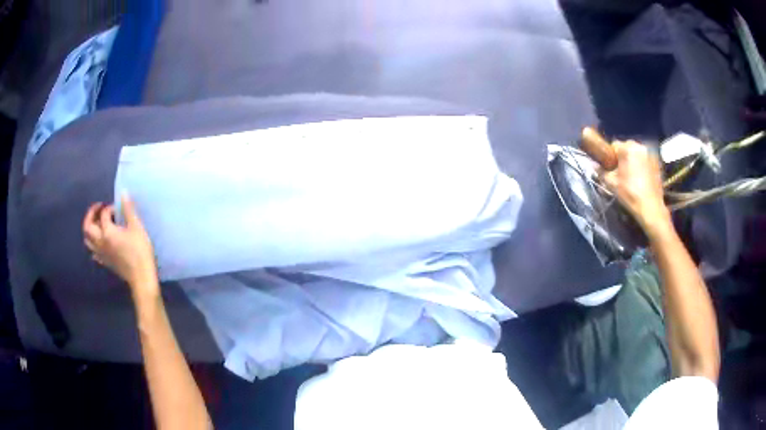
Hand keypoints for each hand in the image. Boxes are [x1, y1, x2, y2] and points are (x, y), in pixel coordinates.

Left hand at [83, 195, 157, 297]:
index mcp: (107, 232)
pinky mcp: (104, 262)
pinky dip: (93, 244)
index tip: (119, 208)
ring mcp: (101, 254)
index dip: (110, 208)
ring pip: (87, 240)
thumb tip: (123, 192)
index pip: (103, 214)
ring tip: (97, 224)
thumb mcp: (137, 227)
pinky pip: (93, 252)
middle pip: (88, 226)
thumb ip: (128, 210)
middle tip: (99, 208)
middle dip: (91, 214)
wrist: (141, 277)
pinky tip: (99, 242)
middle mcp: (100, 242)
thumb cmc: (140, 251)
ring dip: (89, 229)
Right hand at [600, 140, 670, 233]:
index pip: (614, 145)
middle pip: (627, 147)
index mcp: (627, 148)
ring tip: (632, 175)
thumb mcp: (612, 184)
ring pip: (637, 152)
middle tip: (622, 172)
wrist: (651, 207)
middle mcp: (639, 146)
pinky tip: (642, 178)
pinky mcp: (657, 162)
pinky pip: (645, 159)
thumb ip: (601, 172)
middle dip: (623, 156)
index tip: (611, 168)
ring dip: (633, 160)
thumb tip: (594, 165)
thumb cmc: (630, 194)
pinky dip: (642, 164)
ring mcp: (650, 153)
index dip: (611, 156)